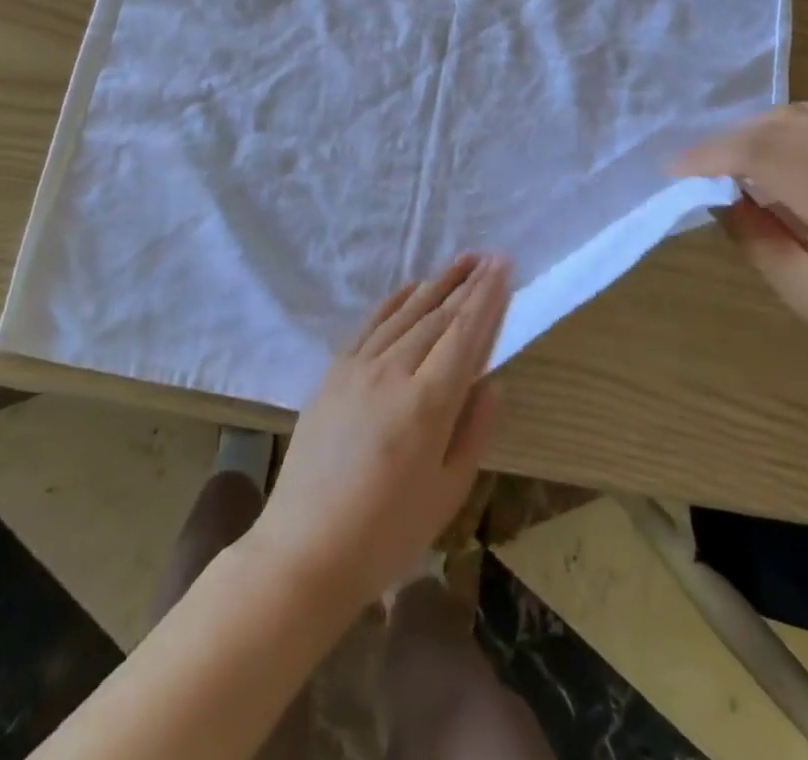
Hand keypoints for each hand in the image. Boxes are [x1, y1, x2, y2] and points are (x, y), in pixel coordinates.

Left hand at [250, 254, 508, 610]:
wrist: (304, 550)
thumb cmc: (386, 535)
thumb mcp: (447, 493)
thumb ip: (474, 430)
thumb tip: (491, 381)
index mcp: (427, 404)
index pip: (464, 335)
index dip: (486, 298)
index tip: (502, 266)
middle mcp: (392, 372)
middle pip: (437, 317)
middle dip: (467, 284)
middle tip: (489, 256)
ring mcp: (358, 368)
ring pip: (406, 314)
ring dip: (436, 284)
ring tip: (460, 261)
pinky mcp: (334, 373)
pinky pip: (370, 324)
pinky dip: (395, 301)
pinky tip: (411, 288)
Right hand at [676, 103, 807, 411]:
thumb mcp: (800, 290)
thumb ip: (751, 232)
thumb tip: (714, 191)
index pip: (763, 154)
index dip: (710, 156)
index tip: (674, 171)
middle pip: (782, 127)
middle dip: (727, 140)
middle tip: (694, 166)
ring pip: (807, 115)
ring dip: (758, 129)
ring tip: (729, 156)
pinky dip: (794, 124)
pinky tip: (775, 145)